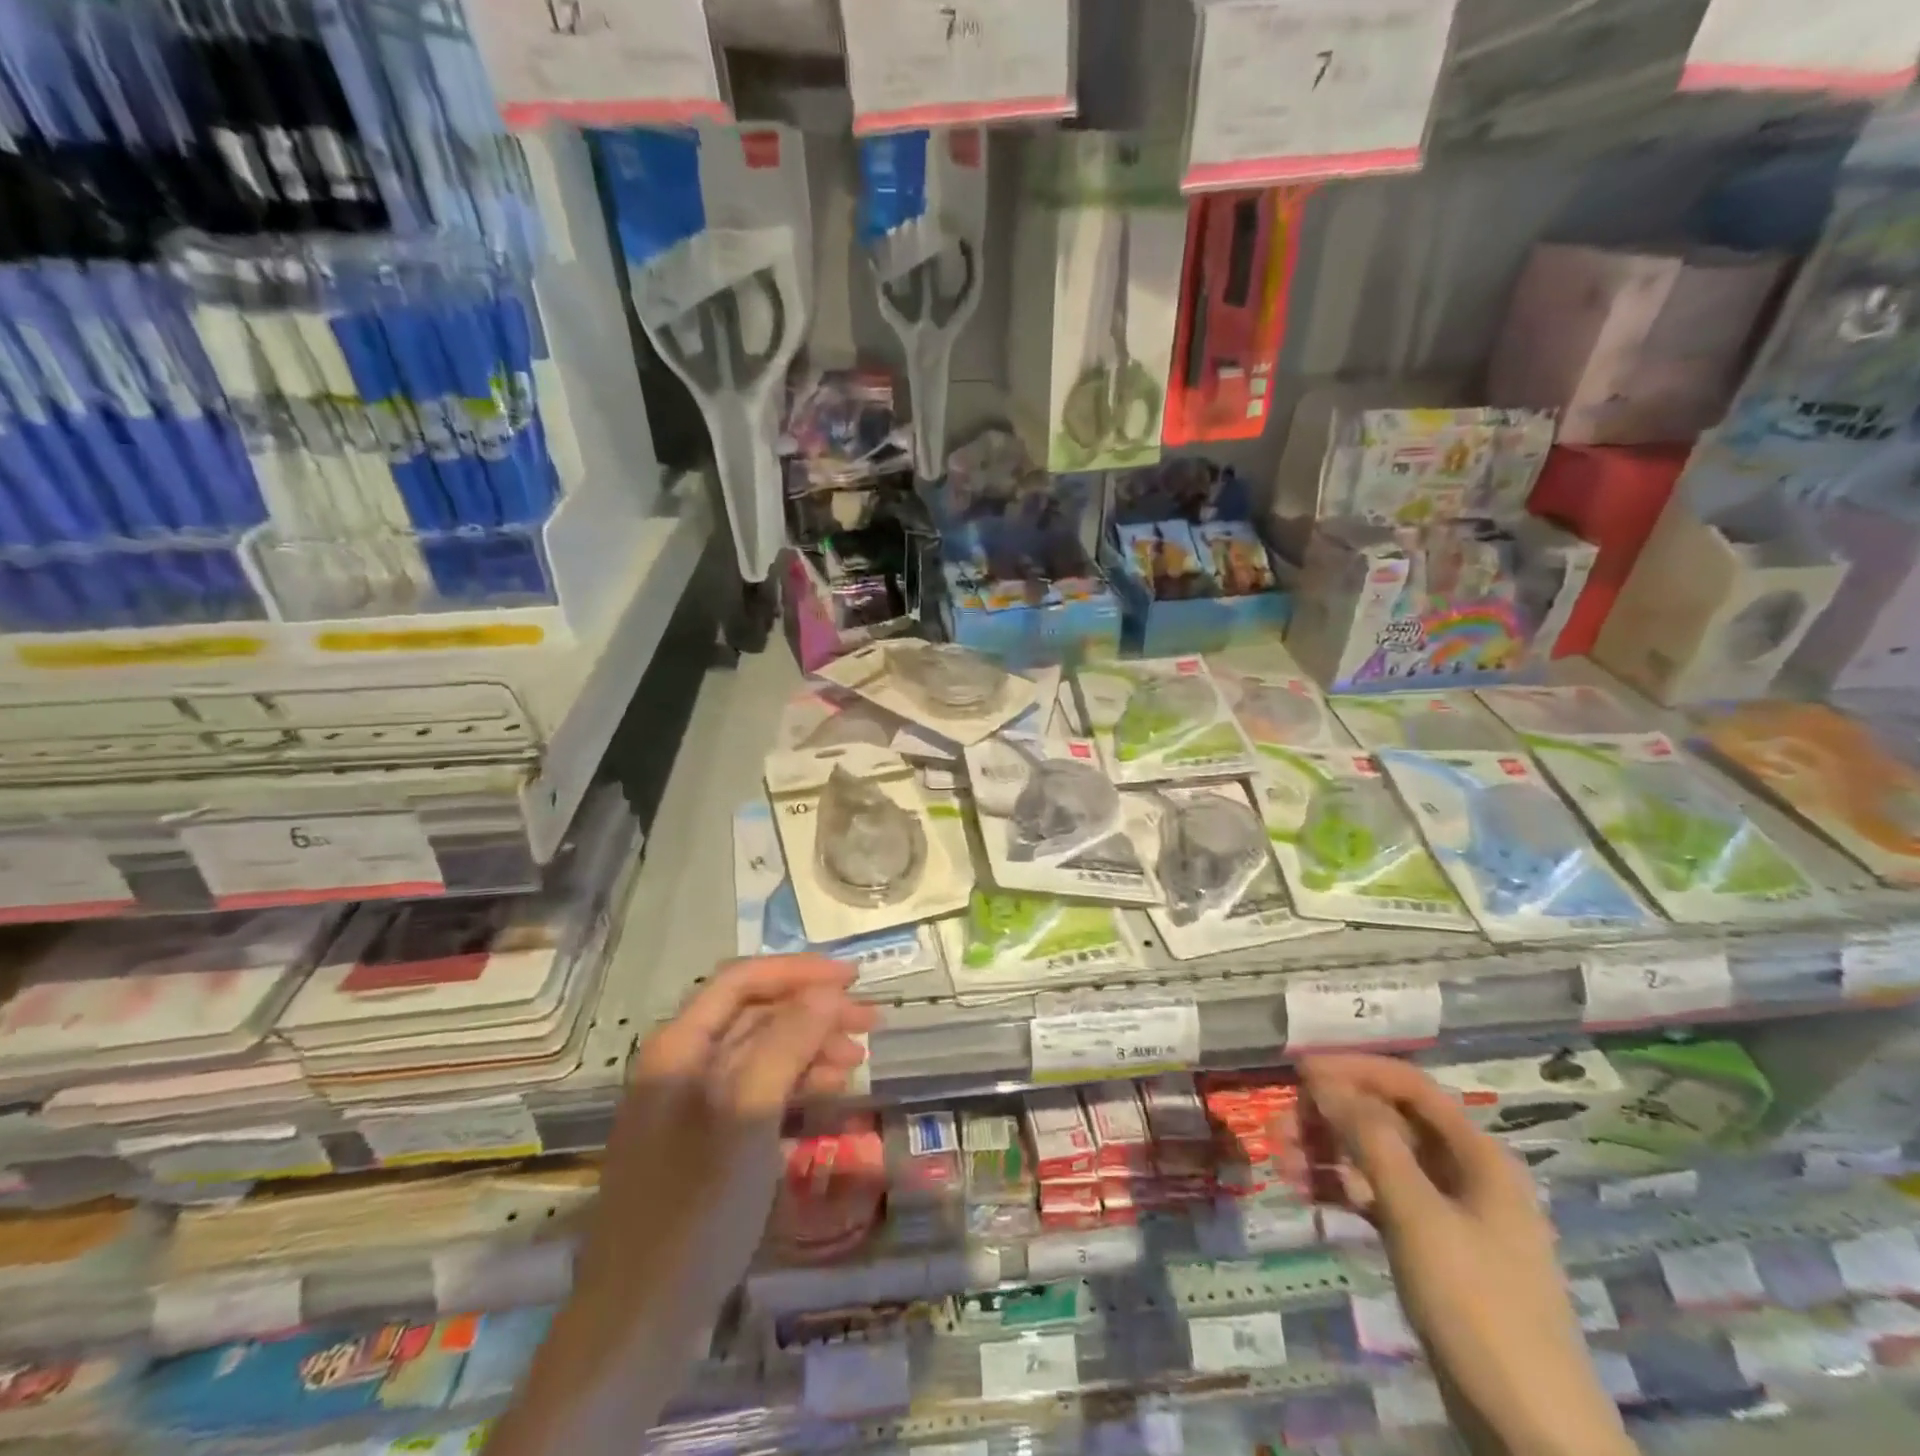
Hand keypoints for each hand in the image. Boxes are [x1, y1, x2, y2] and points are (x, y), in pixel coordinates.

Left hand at [580, 954, 877, 1310]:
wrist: (639, 1319)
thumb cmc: (697, 1205)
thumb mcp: (748, 1112)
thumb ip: (786, 1041)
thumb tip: (826, 991)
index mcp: (679, 1046)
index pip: (743, 980)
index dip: (799, 971)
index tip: (854, 979)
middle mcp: (680, 1064)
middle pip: (754, 1015)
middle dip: (812, 1011)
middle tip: (870, 1022)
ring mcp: (688, 1106)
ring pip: (759, 1053)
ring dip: (809, 1047)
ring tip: (855, 1060)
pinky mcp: (702, 1143)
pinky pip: (755, 1092)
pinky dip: (793, 1084)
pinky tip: (825, 1094)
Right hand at [1300, 1054, 1634, 1455]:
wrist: (1532, 1433)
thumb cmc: (1480, 1306)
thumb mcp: (1419, 1215)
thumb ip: (1371, 1141)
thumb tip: (1325, 1081)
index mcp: (1478, 1156)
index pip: (1410, 1086)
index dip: (1354, 1069)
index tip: (1299, 1070)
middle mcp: (1464, 1174)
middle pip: (1389, 1122)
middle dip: (1332, 1116)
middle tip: (1279, 1124)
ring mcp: (1447, 1214)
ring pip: (1378, 1161)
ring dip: (1328, 1153)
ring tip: (1279, 1159)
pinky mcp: (1430, 1249)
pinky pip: (1378, 1200)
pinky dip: (1342, 1191)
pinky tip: (1304, 1191)